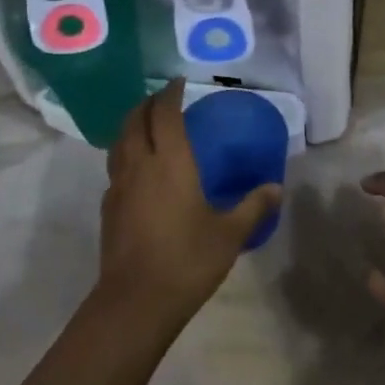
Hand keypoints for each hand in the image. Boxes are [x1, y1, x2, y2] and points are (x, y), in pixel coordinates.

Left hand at [99, 80, 281, 330]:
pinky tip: (137, 170)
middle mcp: (140, 165)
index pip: (164, 114)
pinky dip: (125, 154)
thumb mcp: (229, 234)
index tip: (178, 82)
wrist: (136, 302)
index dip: (169, 94)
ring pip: (119, 142)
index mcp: (170, 162)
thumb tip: (276, 188)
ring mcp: (119, 186)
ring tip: (145, 125)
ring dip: (131, 125)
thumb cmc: (187, 260)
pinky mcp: (108, 208)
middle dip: (147, 104)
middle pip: (135, 120)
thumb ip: (253, 207)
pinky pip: (115, 167)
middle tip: (162, 99)